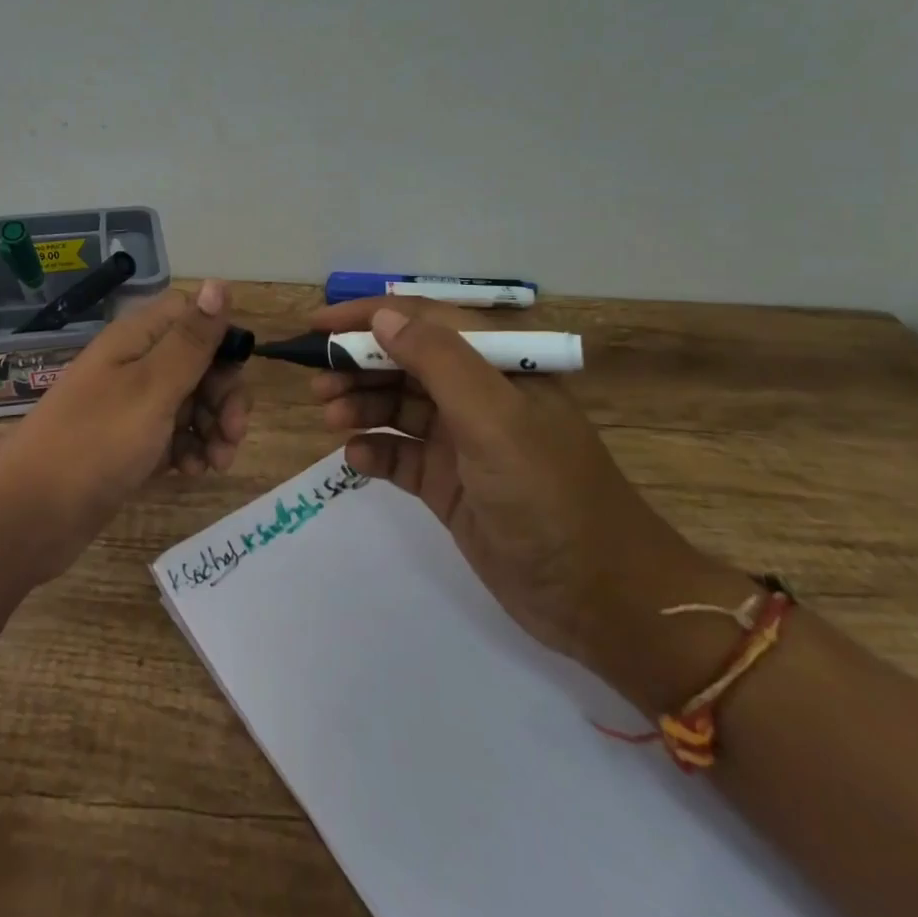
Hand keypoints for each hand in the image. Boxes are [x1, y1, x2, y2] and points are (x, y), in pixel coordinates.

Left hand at [0, 280, 250, 576]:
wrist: (32, 514)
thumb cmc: (96, 441)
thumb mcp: (152, 386)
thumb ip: (191, 339)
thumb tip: (220, 282)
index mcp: (137, 339)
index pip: (191, 315)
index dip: (219, 339)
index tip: (234, 375)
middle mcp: (135, 364)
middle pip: (198, 361)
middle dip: (224, 394)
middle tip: (233, 433)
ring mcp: (132, 405)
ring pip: (191, 401)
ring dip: (213, 427)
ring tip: (217, 463)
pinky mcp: (130, 443)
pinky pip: (173, 435)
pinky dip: (190, 450)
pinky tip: (192, 472)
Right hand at [310, 299, 740, 701]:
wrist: (600, 600)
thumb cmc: (549, 494)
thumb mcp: (494, 419)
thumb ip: (438, 360)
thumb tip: (383, 316)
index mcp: (499, 363)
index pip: (423, 320)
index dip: (369, 317)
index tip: (317, 325)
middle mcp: (478, 393)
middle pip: (404, 361)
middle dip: (357, 364)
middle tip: (317, 381)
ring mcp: (462, 440)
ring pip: (396, 405)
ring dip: (360, 404)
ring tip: (330, 416)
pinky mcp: (449, 482)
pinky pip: (399, 453)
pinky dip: (374, 449)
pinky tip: (356, 457)